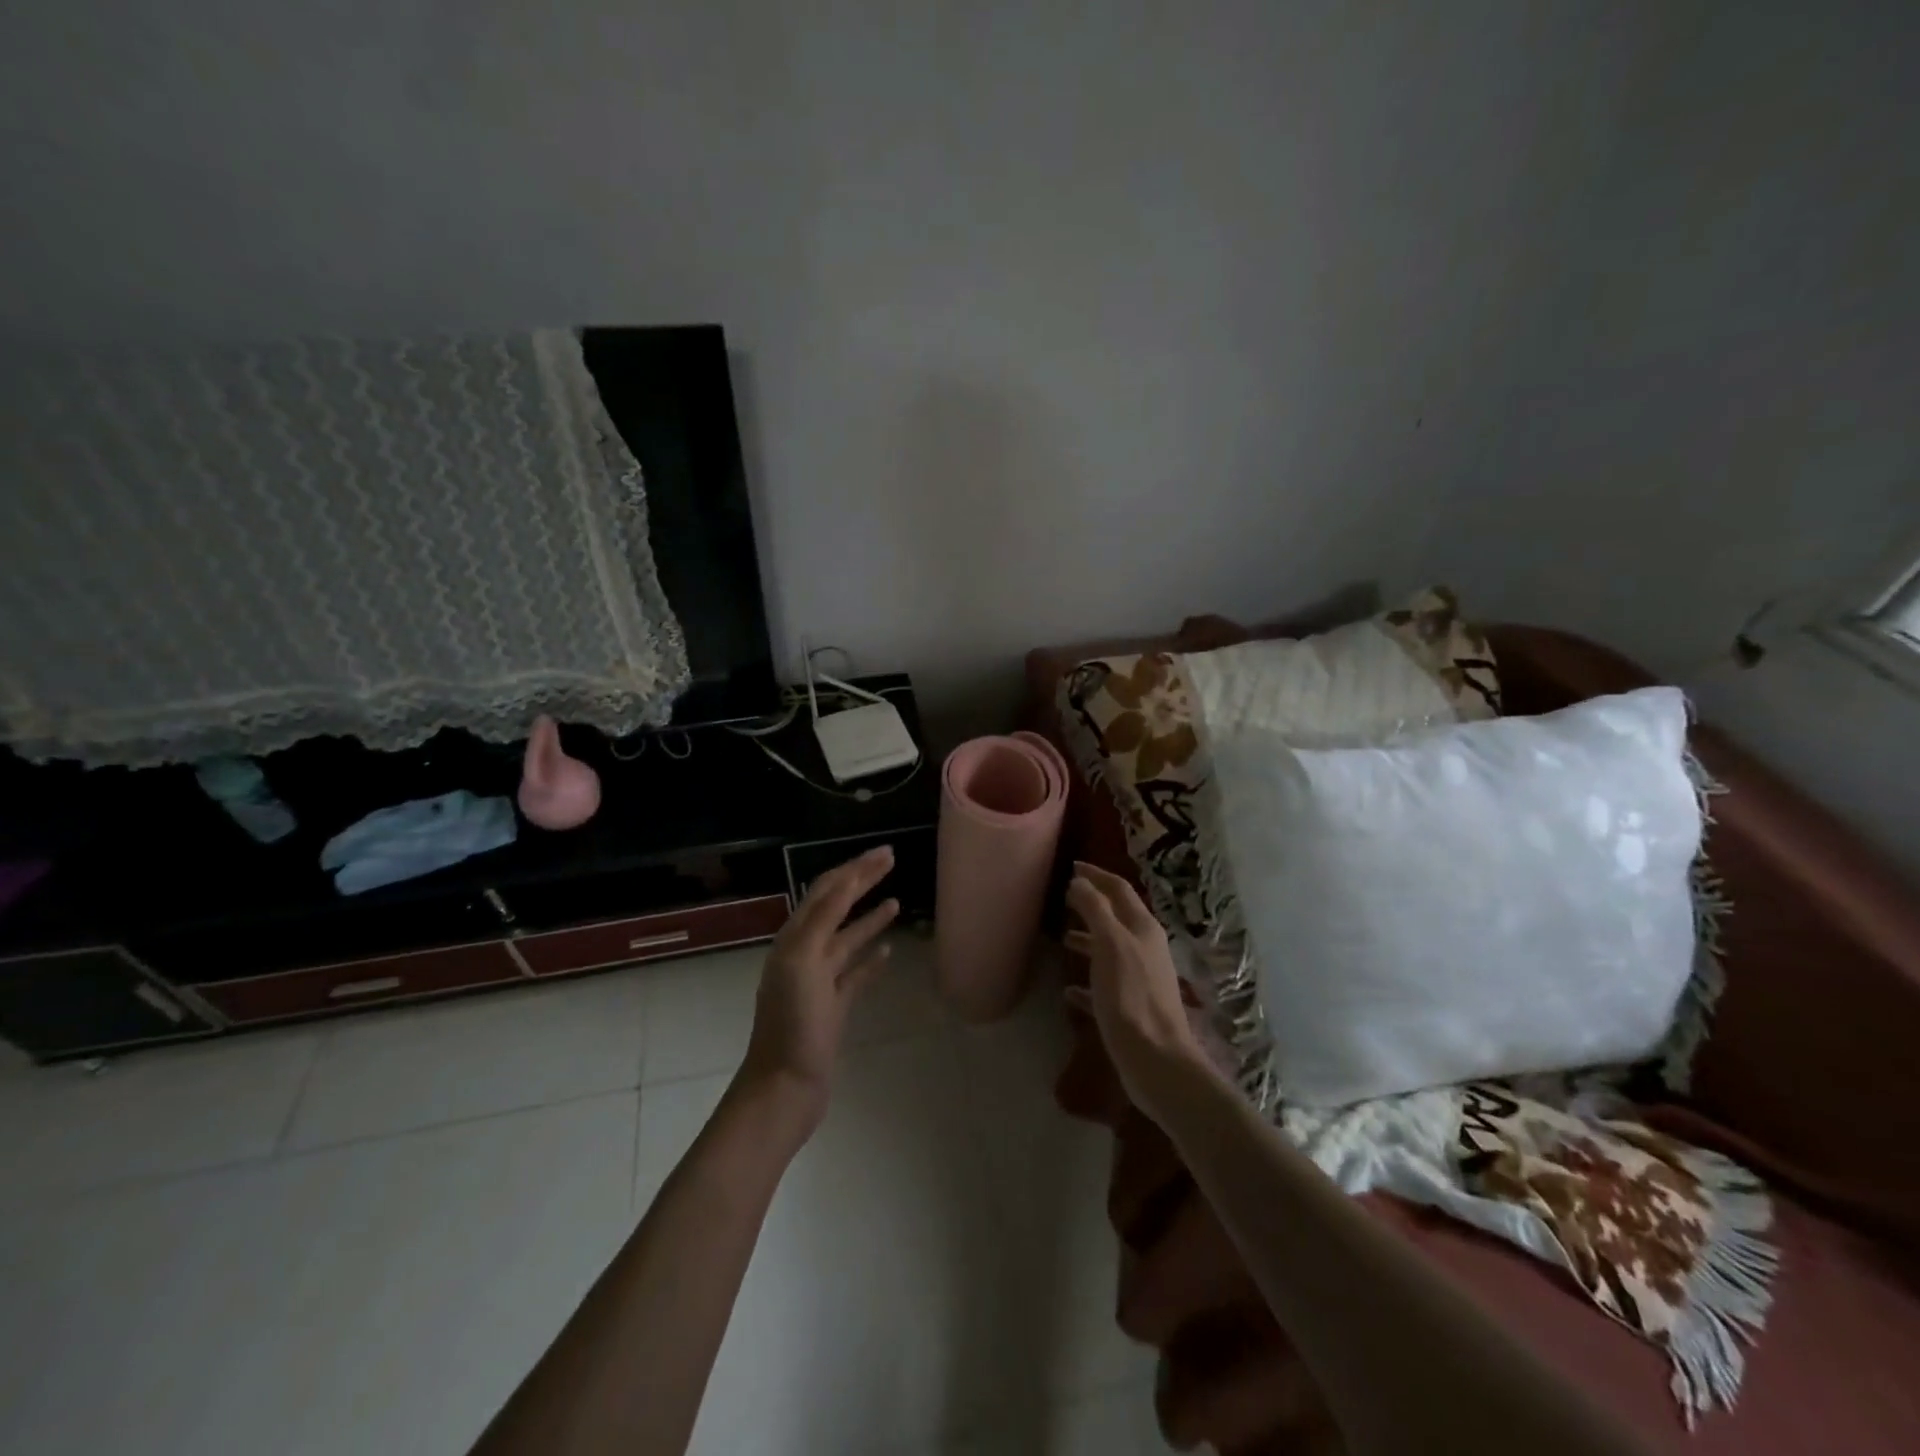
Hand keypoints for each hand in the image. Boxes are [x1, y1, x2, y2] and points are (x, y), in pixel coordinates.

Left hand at [737, 845, 898, 1133]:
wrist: (785, 1086)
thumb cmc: (793, 1024)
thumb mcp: (804, 962)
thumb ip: (824, 919)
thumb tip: (846, 879)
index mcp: (795, 939)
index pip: (828, 890)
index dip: (856, 868)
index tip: (886, 852)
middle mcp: (805, 953)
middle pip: (838, 908)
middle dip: (863, 882)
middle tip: (893, 862)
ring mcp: (819, 980)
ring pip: (848, 939)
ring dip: (870, 918)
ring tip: (896, 902)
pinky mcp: (833, 1006)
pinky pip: (855, 973)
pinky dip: (871, 959)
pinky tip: (889, 952)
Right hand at [1064, 861, 1216, 1122]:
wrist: (1157, 1061)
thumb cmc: (1131, 997)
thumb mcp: (1110, 945)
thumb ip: (1095, 910)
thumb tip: (1080, 881)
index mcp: (1142, 928)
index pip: (1118, 889)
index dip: (1096, 875)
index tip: (1071, 866)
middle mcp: (1145, 948)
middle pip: (1116, 917)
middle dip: (1092, 904)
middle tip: (1063, 898)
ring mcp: (1141, 979)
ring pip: (1110, 949)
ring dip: (1088, 939)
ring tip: (1062, 938)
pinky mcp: (1132, 1008)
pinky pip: (1104, 986)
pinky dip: (1086, 982)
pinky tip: (1067, 990)